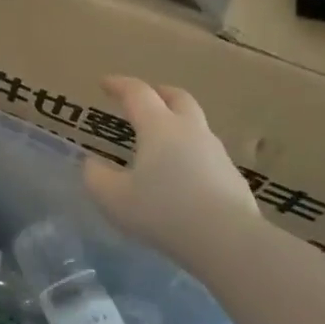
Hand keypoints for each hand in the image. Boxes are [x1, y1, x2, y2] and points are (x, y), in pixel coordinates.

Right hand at [83, 77, 257, 253]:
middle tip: (146, 98)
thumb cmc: (163, 211)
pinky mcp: (233, 177)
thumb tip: (91, 163)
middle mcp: (190, 131)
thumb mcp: (114, 198)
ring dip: (178, 124)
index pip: (137, 93)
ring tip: (162, 142)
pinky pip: (208, 155)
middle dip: (159, 93)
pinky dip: (192, 154)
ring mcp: (217, 153)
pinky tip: (184, 176)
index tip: (105, 83)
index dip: (119, 85)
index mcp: (159, 127)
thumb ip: (96, 177)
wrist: (227, 240)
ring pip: (196, 126)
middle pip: (178, 98)